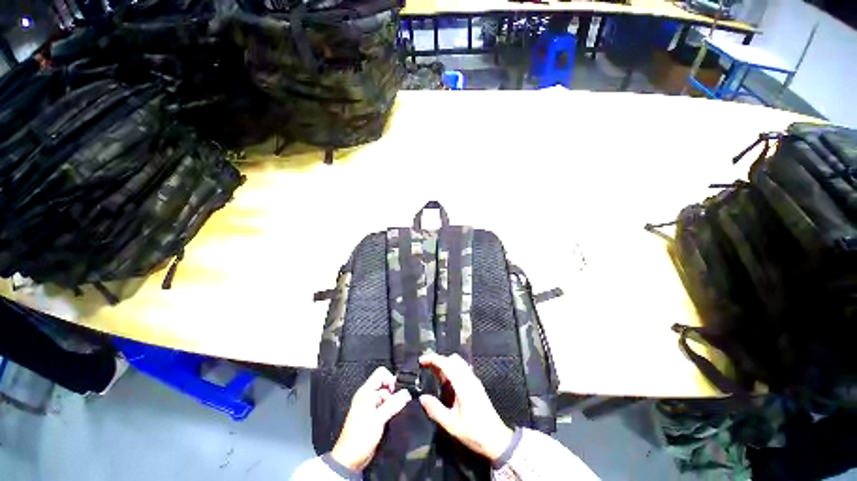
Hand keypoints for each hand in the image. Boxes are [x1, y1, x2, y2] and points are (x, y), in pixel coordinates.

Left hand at [331, 367, 411, 470]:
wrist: (350, 459)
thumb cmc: (360, 437)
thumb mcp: (378, 419)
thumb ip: (393, 404)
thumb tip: (406, 393)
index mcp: (365, 392)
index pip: (381, 373)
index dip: (391, 379)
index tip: (396, 391)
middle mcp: (366, 395)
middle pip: (384, 384)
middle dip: (393, 393)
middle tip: (395, 405)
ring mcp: (368, 405)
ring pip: (386, 395)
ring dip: (392, 402)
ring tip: (391, 414)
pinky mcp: (372, 415)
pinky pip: (384, 405)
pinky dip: (389, 408)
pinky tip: (390, 417)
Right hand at [419, 353, 513, 462]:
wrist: (497, 439)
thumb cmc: (474, 432)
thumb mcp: (452, 425)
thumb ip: (436, 410)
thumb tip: (422, 397)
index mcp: (463, 385)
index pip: (447, 364)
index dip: (433, 359)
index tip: (421, 360)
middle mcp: (469, 378)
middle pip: (452, 359)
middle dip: (438, 359)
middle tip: (426, 367)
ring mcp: (474, 380)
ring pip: (458, 362)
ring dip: (445, 363)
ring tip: (434, 372)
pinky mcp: (476, 385)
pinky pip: (463, 368)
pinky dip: (452, 368)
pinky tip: (446, 380)